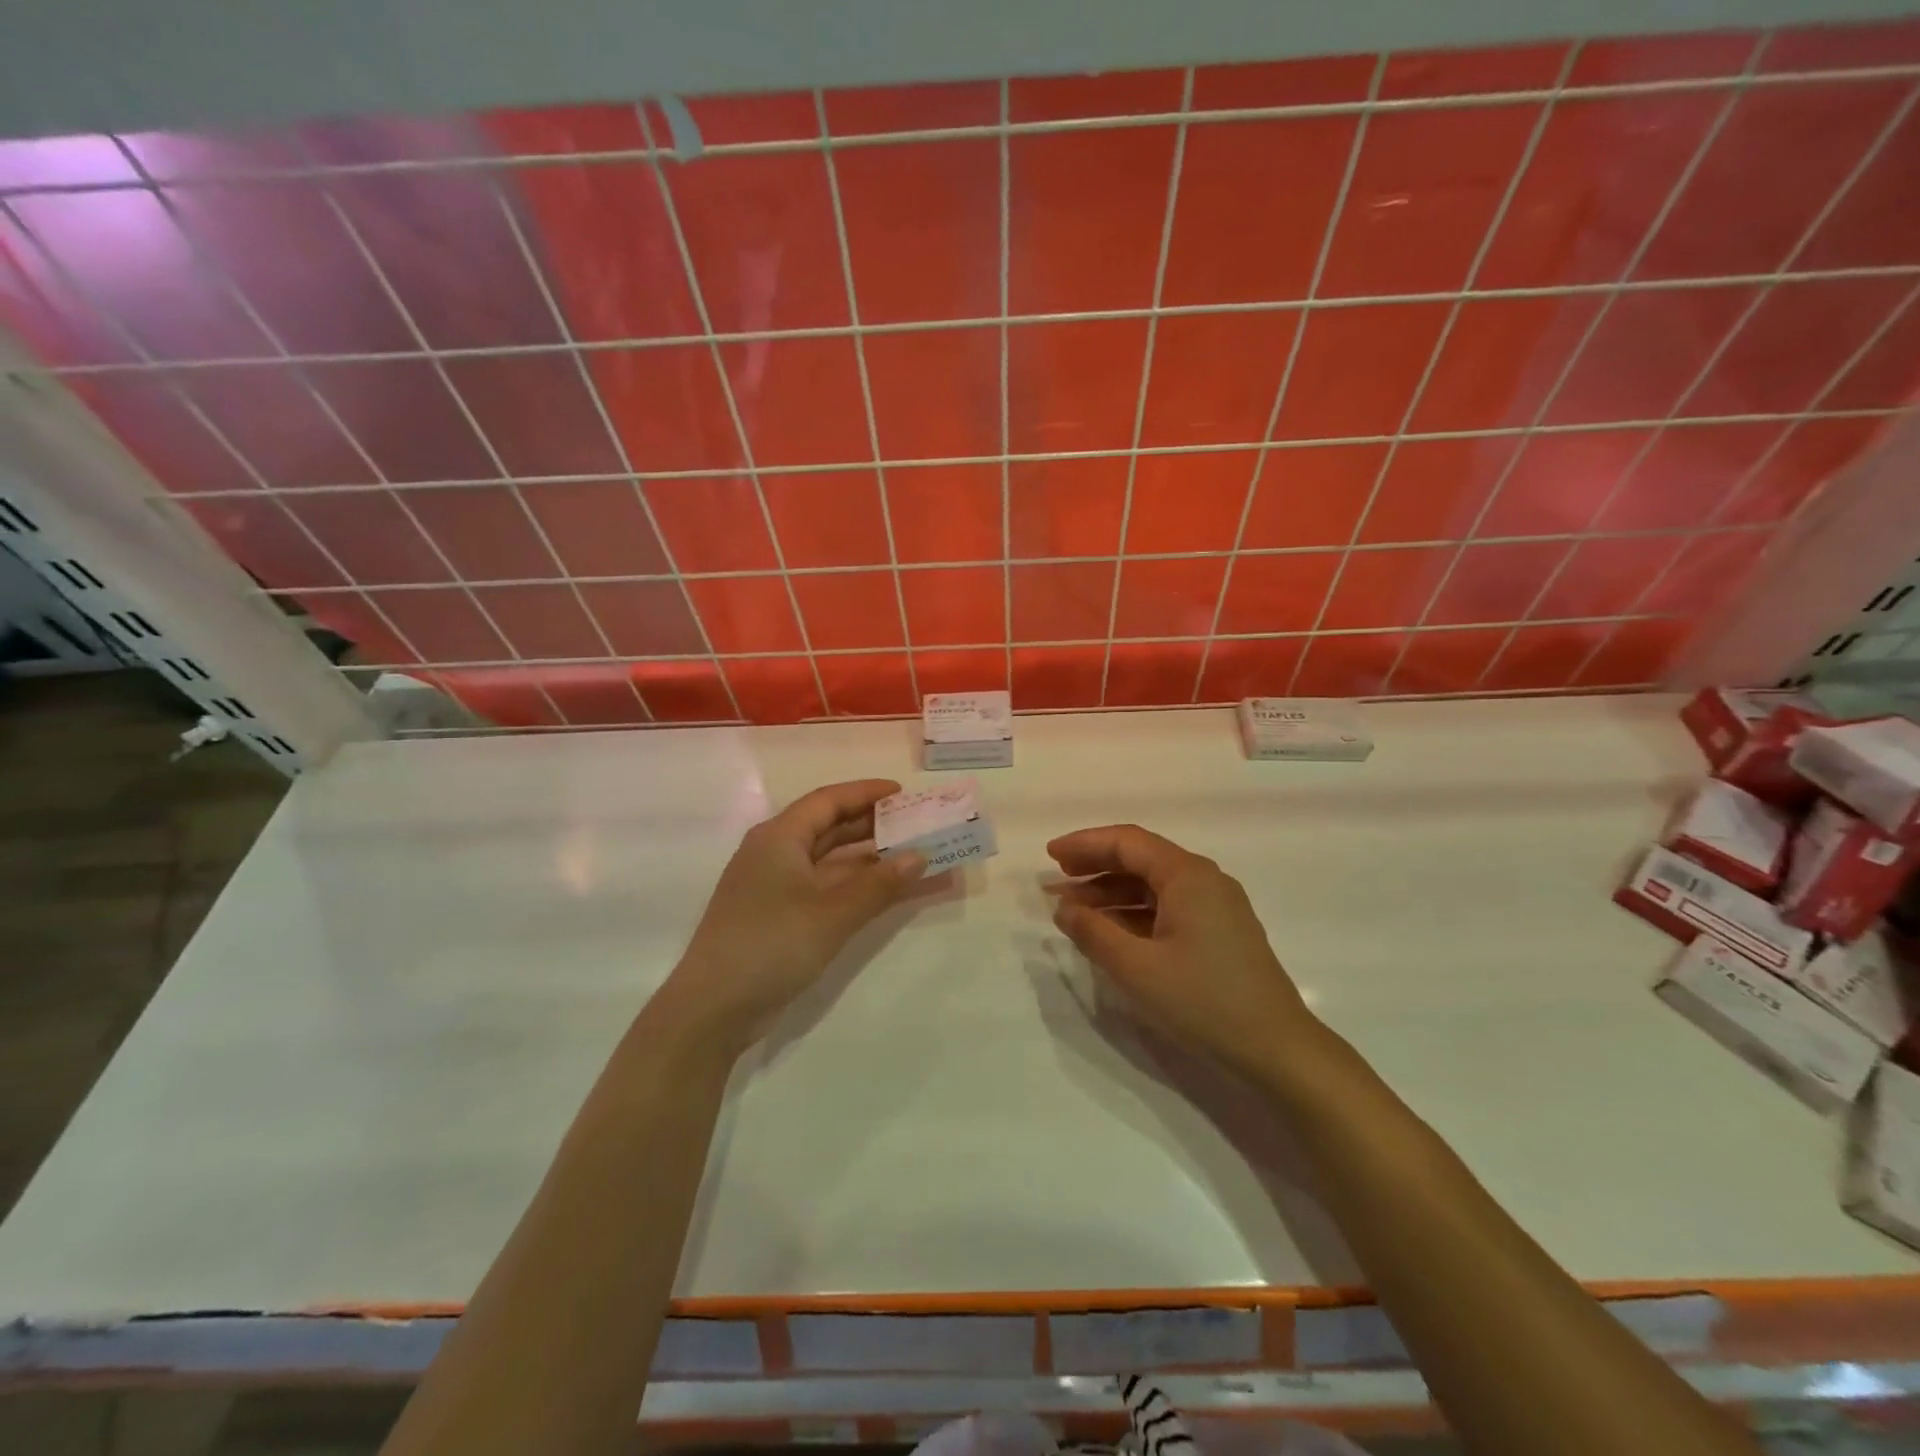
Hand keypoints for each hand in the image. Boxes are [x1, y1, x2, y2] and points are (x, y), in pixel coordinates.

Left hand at [665, 780, 924, 1051]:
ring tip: (914, 858)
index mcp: (779, 838)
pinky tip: (888, 894)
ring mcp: (776, 888)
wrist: (713, 1010)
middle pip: (830, 828)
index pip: (828, 801)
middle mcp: (775, 854)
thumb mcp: (832, 913)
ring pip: (831, 862)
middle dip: (873, 826)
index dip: (866, 793)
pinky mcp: (780, 918)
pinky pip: (827, 890)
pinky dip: (858, 889)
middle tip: (915, 825)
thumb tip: (920, 856)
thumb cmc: (771, 945)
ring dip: (870, 861)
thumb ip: (879, 884)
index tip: (903, 793)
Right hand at [1048, 824, 1319, 1077]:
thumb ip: (1093, 932)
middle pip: (1141, 859)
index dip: (1085, 844)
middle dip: (1095, 867)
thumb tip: (1063, 907)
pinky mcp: (1220, 933)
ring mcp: (1216, 906)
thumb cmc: (1202, 1001)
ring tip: (1073, 910)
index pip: (1127, 842)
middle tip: (1056, 879)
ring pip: (1153, 886)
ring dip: (1112, 893)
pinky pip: (1168, 908)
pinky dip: (1134, 913)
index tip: (1049, 855)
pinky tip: (1111, 931)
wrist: (1276, 1049)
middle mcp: (1204, 880)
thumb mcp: (1136, 968)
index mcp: (1187, 875)